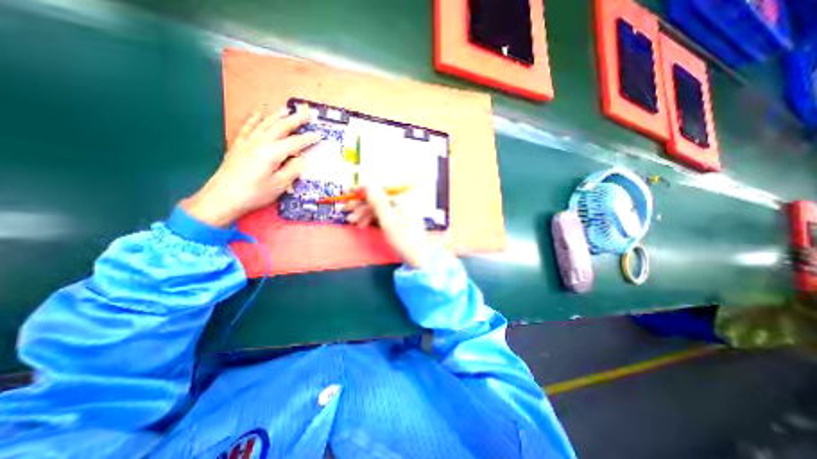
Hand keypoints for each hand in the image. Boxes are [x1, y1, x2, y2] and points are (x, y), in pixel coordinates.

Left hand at [181, 104, 318, 225]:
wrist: (222, 197)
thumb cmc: (254, 194)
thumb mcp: (279, 185)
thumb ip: (293, 170)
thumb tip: (304, 159)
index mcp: (271, 153)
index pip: (295, 142)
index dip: (308, 138)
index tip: (319, 134)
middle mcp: (259, 143)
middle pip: (280, 127)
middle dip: (294, 120)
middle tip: (306, 115)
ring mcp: (247, 143)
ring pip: (264, 124)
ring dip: (276, 116)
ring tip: (286, 109)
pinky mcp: (238, 146)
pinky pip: (247, 128)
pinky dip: (253, 119)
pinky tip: (258, 114)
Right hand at [344, 187, 432, 267]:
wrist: (418, 258)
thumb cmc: (403, 239)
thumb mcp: (388, 220)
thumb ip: (378, 202)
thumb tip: (368, 184)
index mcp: (405, 198)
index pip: (382, 189)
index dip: (366, 190)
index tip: (351, 191)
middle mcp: (405, 201)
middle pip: (381, 199)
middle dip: (364, 207)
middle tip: (350, 214)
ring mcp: (404, 211)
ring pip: (382, 208)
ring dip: (367, 215)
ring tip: (355, 223)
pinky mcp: (402, 219)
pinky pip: (386, 215)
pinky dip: (375, 219)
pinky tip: (364, 225)